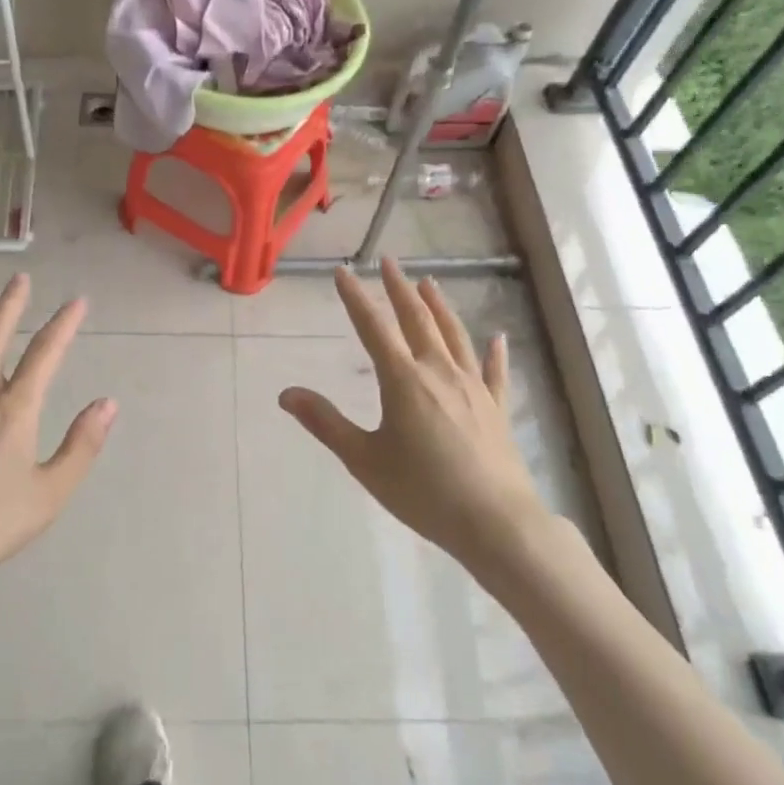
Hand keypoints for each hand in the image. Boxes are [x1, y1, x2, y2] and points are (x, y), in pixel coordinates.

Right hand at [278, 258, 547, 569]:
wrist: (495, 522)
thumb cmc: (423, 491)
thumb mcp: (364, 459)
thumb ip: (326, 423)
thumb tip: (286, 394)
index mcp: (403, 380)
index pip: (373, 328)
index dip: (355, 297)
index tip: (343, 272)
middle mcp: (438, 372)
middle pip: (417, 320)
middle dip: (399, 289)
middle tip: (389, 262)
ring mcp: (472, 387)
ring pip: (453, 335)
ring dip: (439, 306)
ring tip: (429, 283)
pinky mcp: (496, 407)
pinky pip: (494, 371)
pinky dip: (493, 352)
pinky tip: (496, 337)